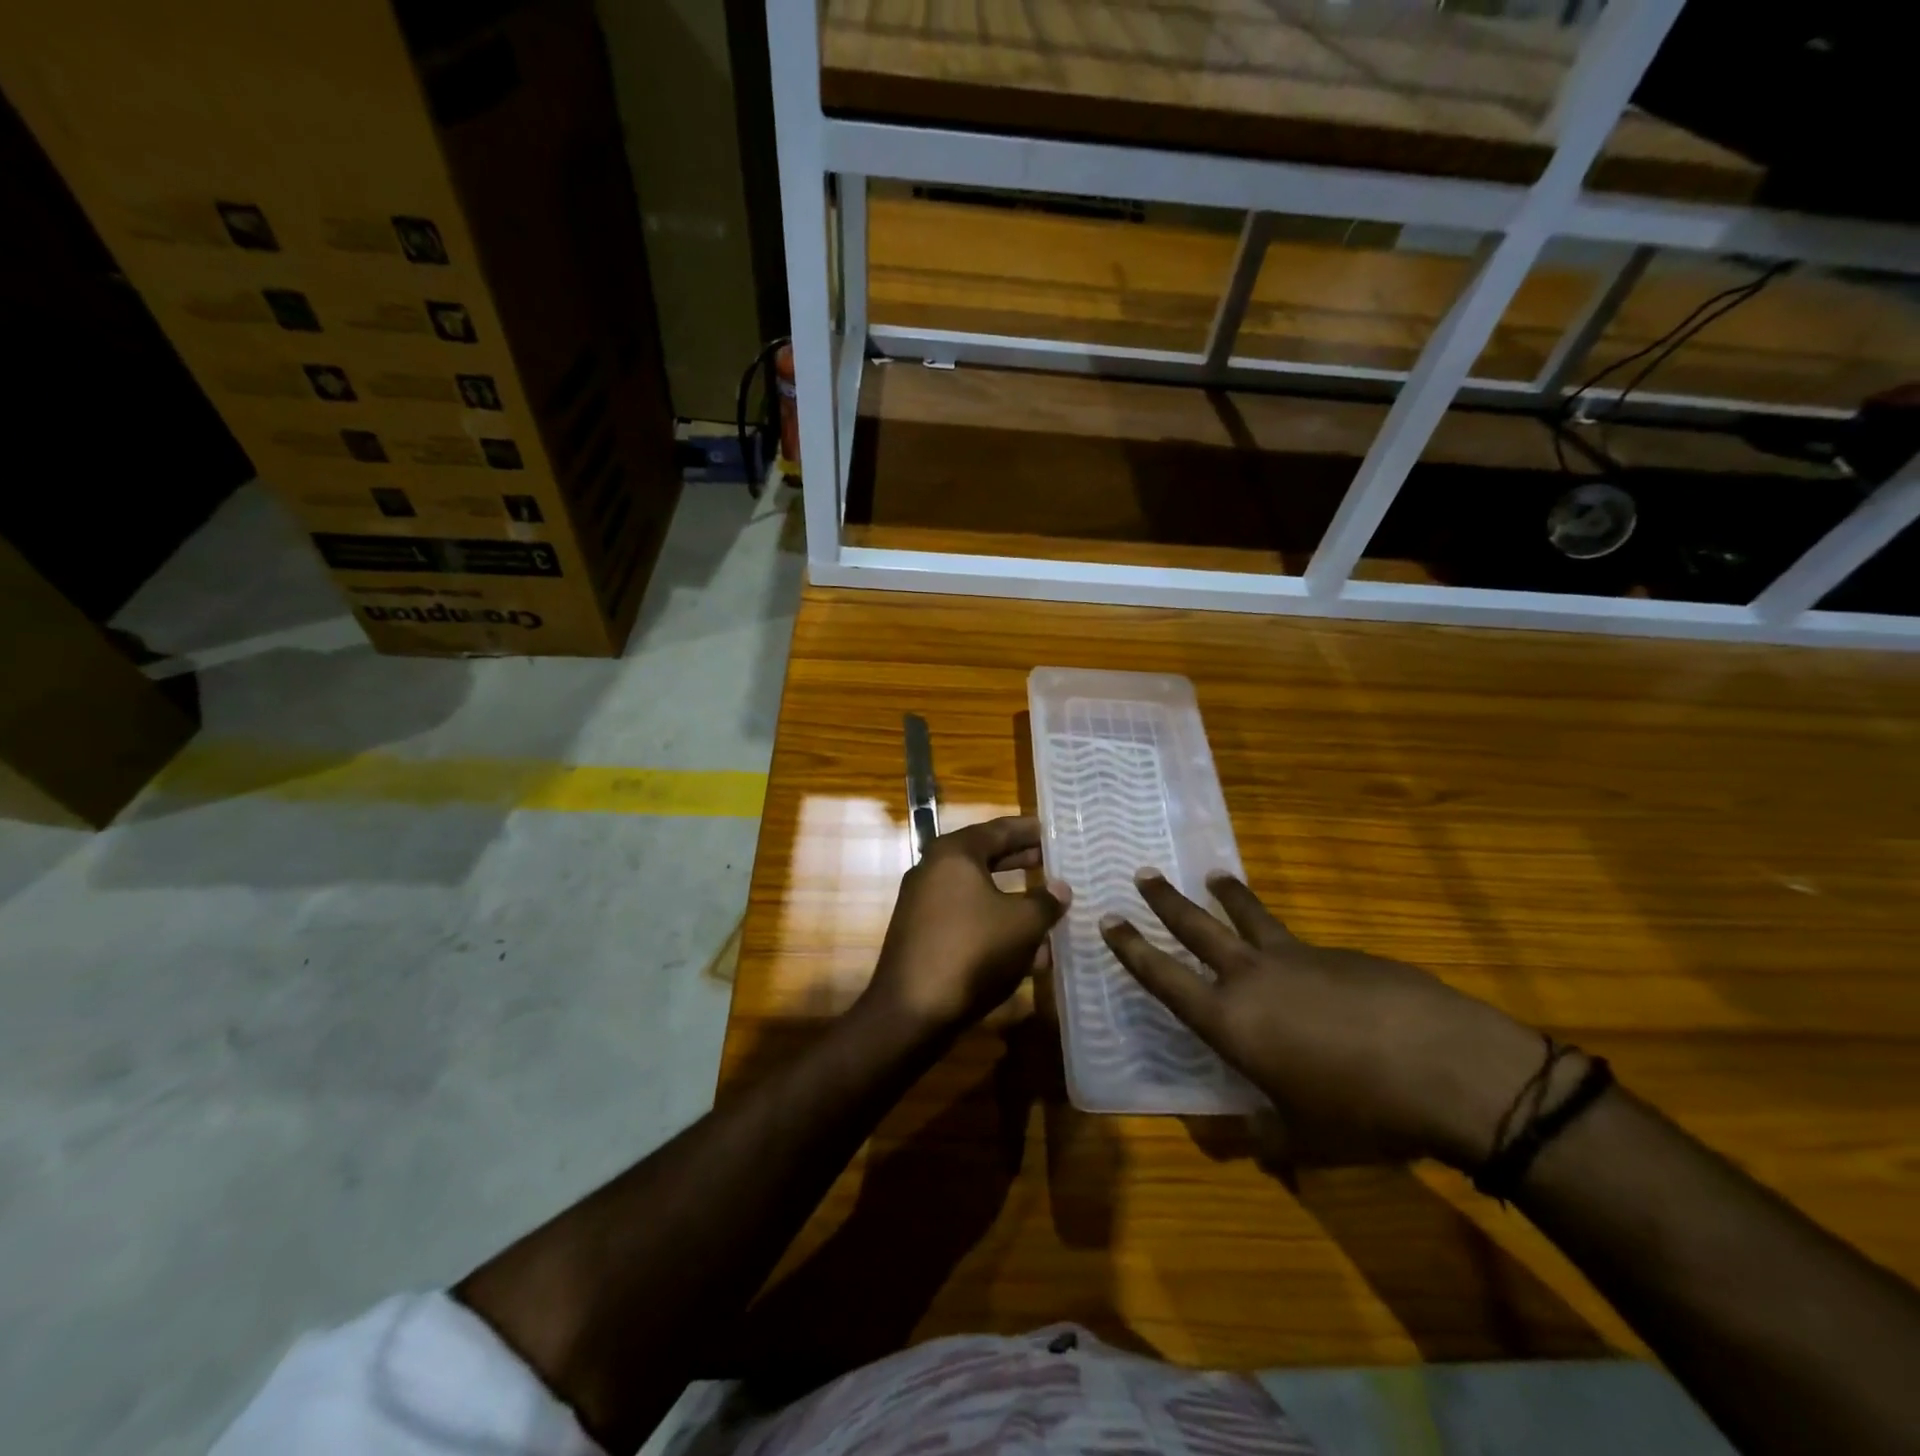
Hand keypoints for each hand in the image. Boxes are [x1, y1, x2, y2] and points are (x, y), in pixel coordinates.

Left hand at [863, 816, 1070, 1035]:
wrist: (913, 1010)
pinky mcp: (921, 935)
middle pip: (984, 857)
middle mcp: (932, 870)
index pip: (998, 829)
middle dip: (1019, 860)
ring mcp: (922, 904)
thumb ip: (1046, 901)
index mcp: (954, 854)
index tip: (1051, 830)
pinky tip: (1022, 946)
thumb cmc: (972, 951)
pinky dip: (993, 923)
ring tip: (1044, 903)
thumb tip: (1060, 888)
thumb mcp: (1022, 924)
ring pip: (976, 891)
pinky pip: (965, 918)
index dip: (1027, 830)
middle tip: (1049, 860)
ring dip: (1010, 897)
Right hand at [1101, 871, 1548, 1170]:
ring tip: (1214, 875)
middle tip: (1144, 874)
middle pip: (1197, 927)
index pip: (1164, 978)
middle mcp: (1253, 977)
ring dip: (1227, 895)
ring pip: (1251, 916)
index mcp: (1230, 1020)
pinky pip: (1304, 944)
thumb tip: (1243, 1135)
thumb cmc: (1361, 1112)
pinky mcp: (1344, 954)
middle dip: (1166, 901)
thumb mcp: (1304, 1137)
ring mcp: (1300, 958)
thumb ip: (1265, 1132)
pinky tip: (1314, 966)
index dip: (1132, 950)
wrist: (1447, 1068)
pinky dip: (1292, 944)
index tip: (1109, 921)